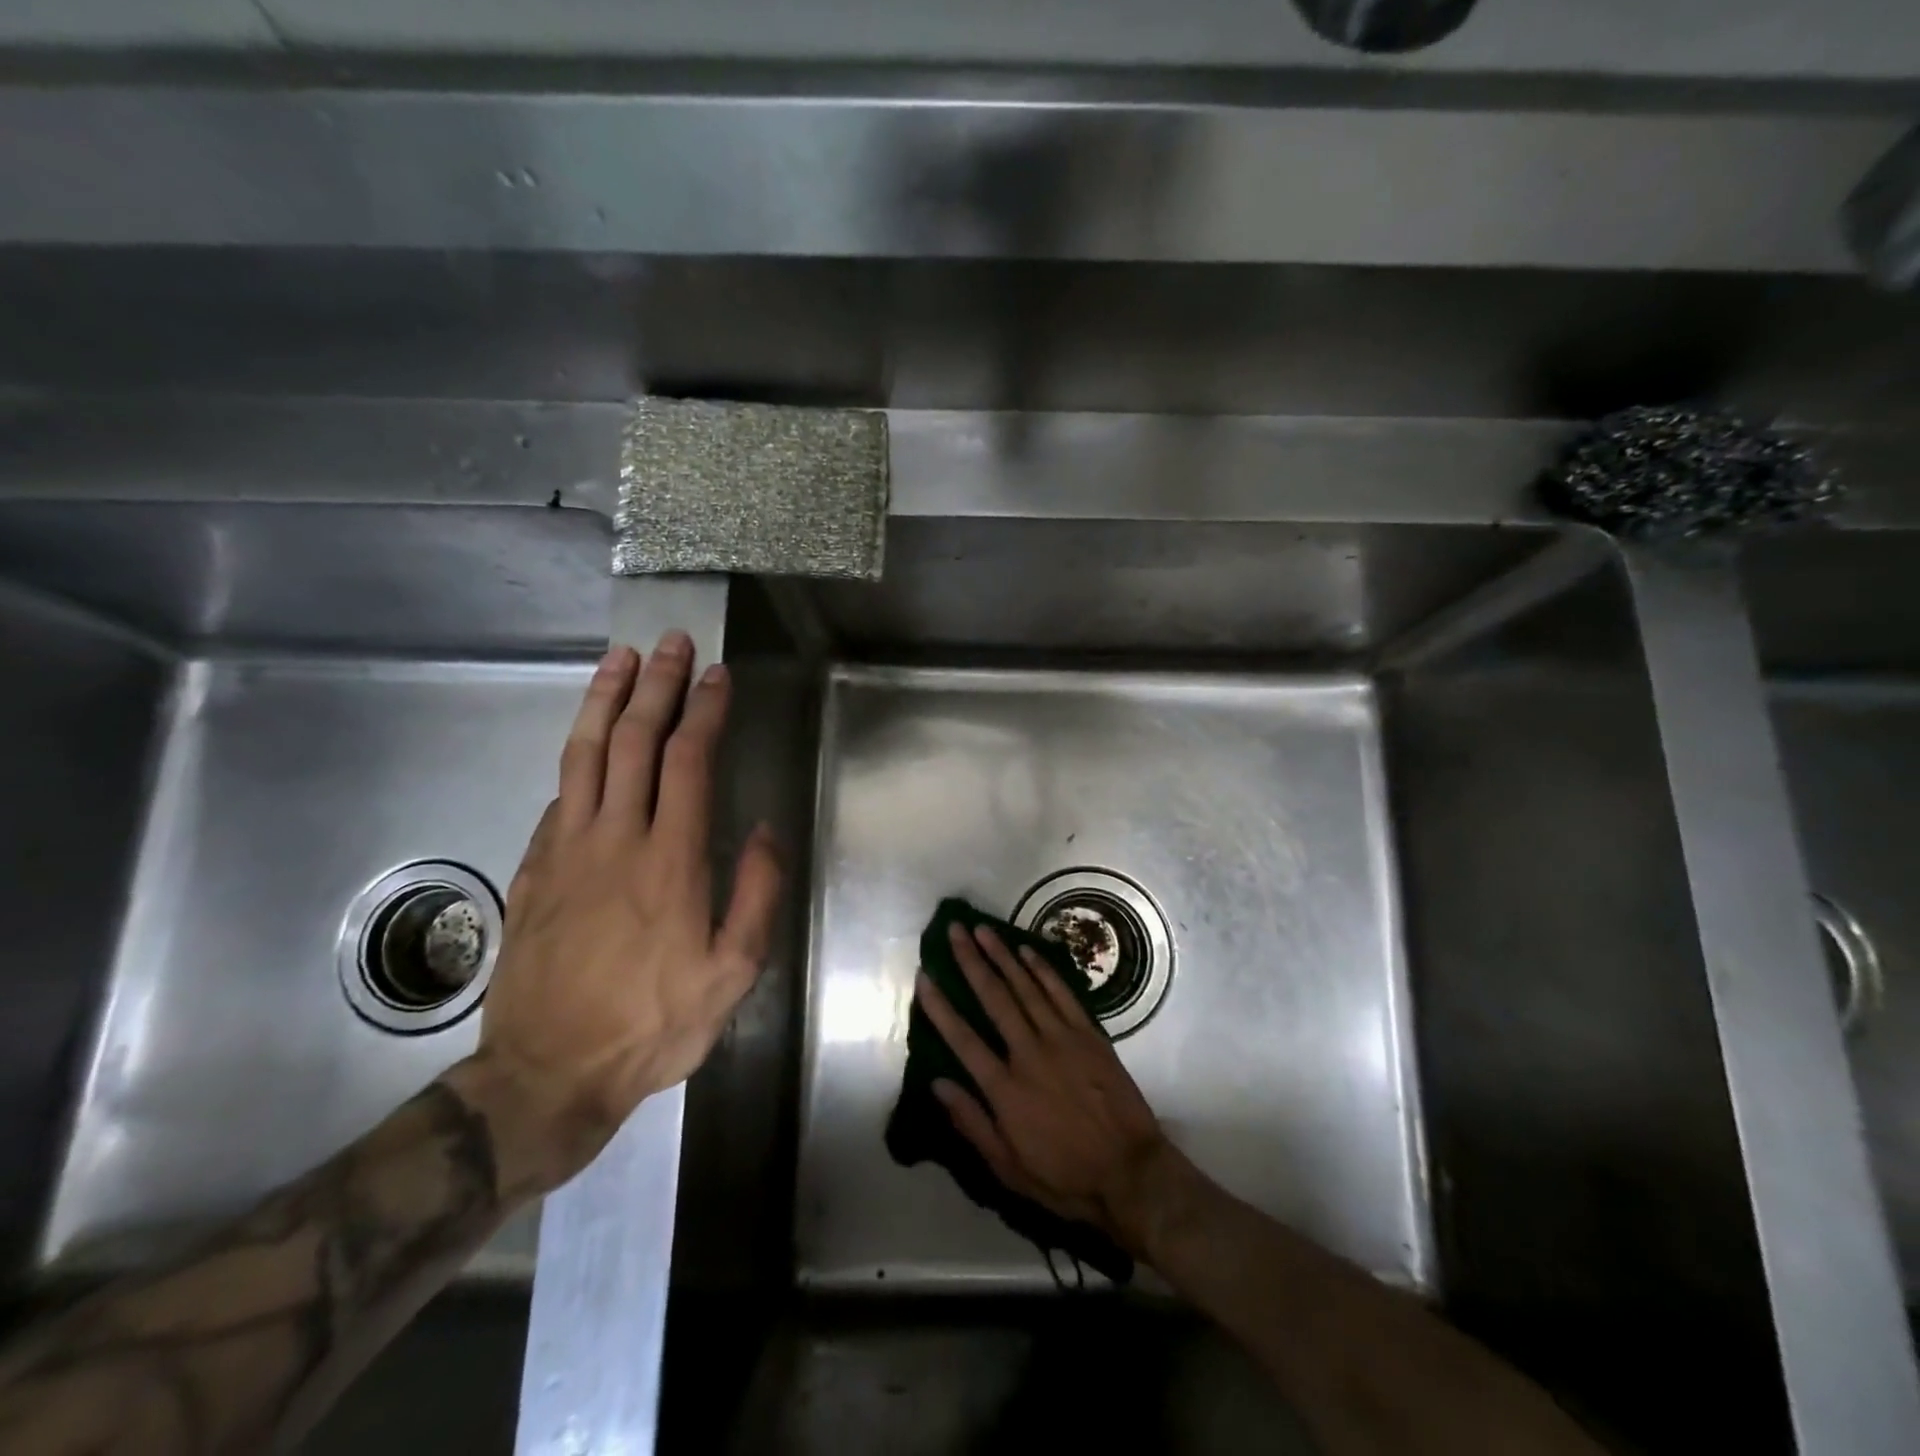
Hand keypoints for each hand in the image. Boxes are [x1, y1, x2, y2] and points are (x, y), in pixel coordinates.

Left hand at [449, 632, 781, 1194]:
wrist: (548, 1074)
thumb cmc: (653, 1023)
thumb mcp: (732, 973)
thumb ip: (755, 895)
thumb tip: (761, 830)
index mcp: (670, 860)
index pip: (688, 761)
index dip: (704, 711)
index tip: (717, 676)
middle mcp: (615, 839)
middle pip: (634, 741)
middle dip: (656, 686)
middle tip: (670, 643)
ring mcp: (566, 850)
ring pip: (584, 755)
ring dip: (604, 701)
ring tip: (618, 660)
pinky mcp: (534, 869)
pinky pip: (558, 795)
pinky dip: (577, 756)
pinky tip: (588, 741)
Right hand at [914, 922, 1173, 1246]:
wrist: (1130, 1173)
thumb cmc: (1064, 1177)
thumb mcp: (1007, 1168)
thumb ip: (971, 1123)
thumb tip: (937, 1083)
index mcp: (1005, 1089)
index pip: (962, 1038)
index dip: (940, 1006)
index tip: (923, 976)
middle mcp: (1028, 1053)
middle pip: (993, 998)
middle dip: (970, 961)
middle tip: (954, 931)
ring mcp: (1062, 1039)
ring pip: (1025, 987)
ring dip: (1002, 955)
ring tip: (982, 929)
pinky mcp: (1089, 1035)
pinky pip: (1062, 993)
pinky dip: (1043, 970)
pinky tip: (1026, 951)